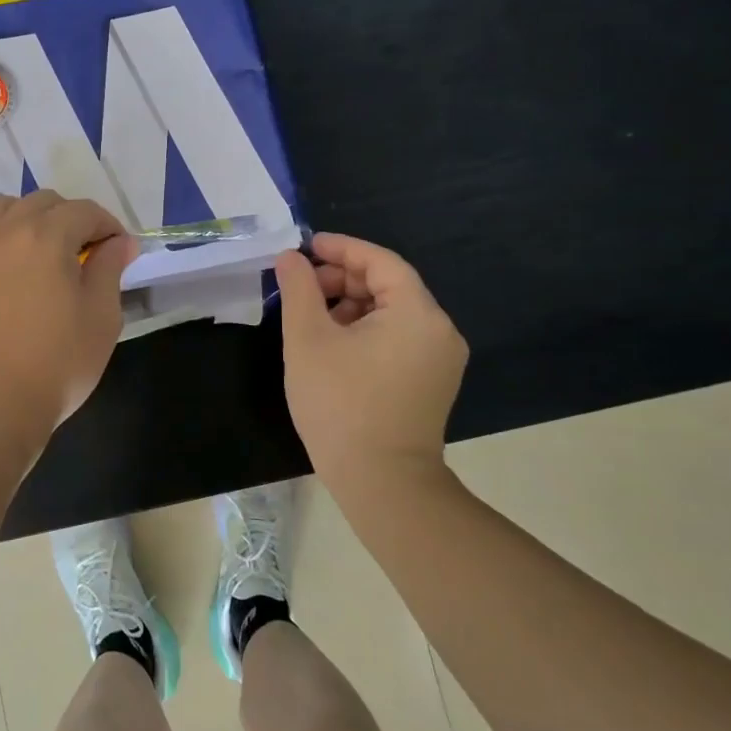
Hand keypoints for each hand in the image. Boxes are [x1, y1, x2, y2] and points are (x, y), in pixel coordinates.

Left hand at [0, 191, 135, 461]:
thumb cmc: (58, 363)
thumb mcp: (102, 317)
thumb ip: (110, 269)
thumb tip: (119, 242)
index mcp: (47, 237)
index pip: (84, 211)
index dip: (108, 225)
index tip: (120, 251)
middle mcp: (6, 233)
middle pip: (40, 202)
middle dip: (69, 218)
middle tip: (85, 253)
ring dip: (20, 216)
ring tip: (36, 246)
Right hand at [275, 233, 468, 498]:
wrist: (381, 483)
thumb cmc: (340, 404)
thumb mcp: (307, 340)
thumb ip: (299, 289)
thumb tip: (290, 258)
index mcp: (417, 313)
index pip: (380, 261)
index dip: (341, 249)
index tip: (305, 247)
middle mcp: (439, 330)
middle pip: (388, 285)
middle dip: (342, 280)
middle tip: (301, 286)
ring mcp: (440, 359)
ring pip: (392, 312)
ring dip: (351, 305)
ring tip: (311, 317)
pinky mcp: (432, 382)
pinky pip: (398, 338)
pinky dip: (366, 330)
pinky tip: (333, 343)